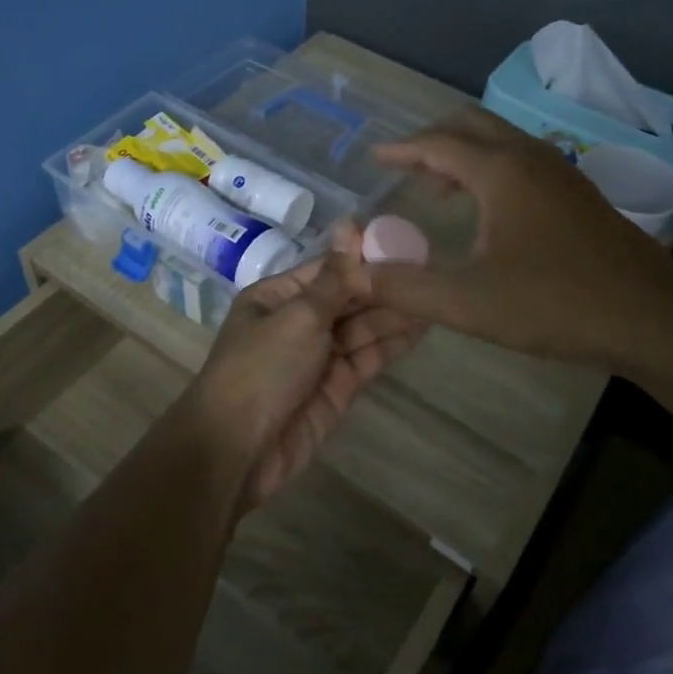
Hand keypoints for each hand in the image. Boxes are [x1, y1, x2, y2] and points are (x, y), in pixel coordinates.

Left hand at [182, 232, 426, 510]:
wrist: (237, 449)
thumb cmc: (261, 369)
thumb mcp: (298, 316)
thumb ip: (335, 278)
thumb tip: (351, 224)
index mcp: (278, 297)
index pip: (329, 269)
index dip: (365, 258)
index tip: (405, 244)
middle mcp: (298, 322)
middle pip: (348, 298)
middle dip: (385, 287)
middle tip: (432, 271)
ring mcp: (318, 356)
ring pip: (362, 328)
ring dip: (394, 314)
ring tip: (435, 296)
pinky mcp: (336, 388)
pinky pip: (367, 357)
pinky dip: (392, 343)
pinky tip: (422, 328)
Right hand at [365, 108, 672, 369]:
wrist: (651, 316)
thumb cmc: (555, 303)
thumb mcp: (468, 302)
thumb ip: (406, 287)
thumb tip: (357, 273)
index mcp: (501, 171)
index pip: (437, 144)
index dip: (401, 150)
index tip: (375, 158)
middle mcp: (530, 157)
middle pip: (471, 126)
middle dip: (432, 140)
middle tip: (402, 166)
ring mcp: (561, 171)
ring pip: (500, 141)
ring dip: (463, 153)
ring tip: (436, 186)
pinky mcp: (578, 193)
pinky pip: (521, 161)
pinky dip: (490, 168)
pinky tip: (486, 209)